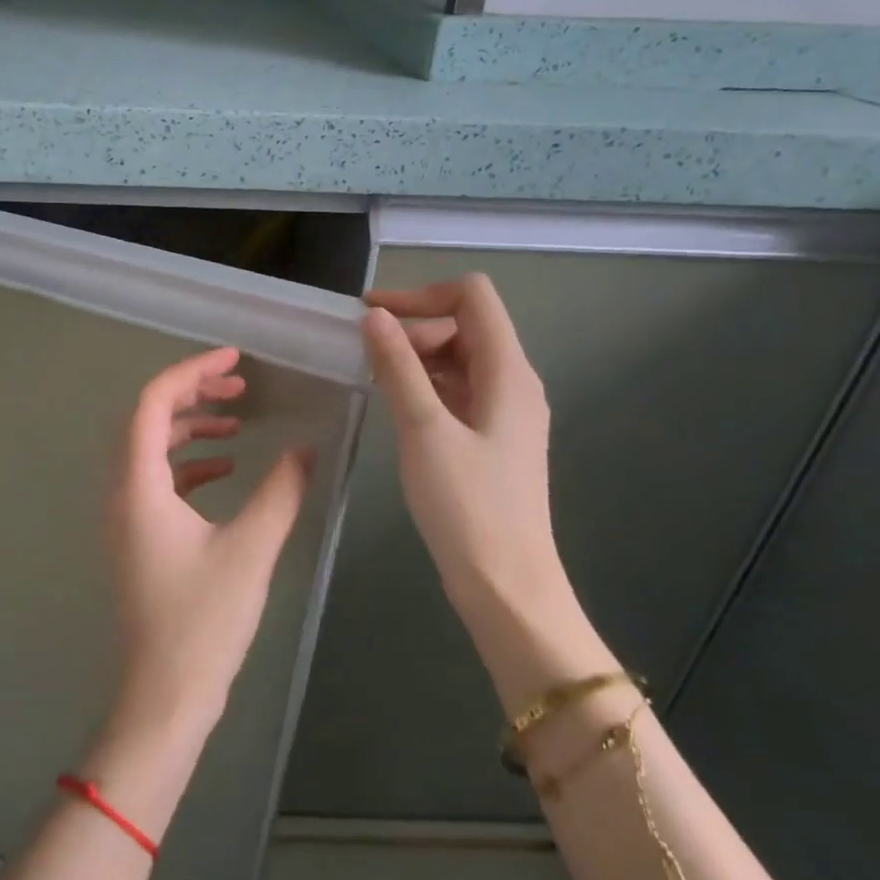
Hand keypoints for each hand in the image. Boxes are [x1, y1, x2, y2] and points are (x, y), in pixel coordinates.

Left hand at [104, 347, 313, 733]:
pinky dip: (189, 465)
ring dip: (192, 429)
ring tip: (239, 424)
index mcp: (138, 486)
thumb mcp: (251, 550)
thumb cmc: (203, 621)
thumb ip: (281, 491)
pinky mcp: (138, 537)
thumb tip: (309, 447)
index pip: (152, 403)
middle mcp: (122, 492)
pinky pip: (158, 480)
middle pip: (148, 420)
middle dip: (193, 394)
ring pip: (151, 449)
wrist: (165, 695)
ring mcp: (126, 516)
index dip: (191, 371)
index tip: (233, 358)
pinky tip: (227, 470)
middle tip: (240, 385)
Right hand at [361, 276, 567, 624]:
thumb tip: (374, 317)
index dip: (421, 295)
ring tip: (372, 379)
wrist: (506, 584)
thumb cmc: (467, 506)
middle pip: (465, 326)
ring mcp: (505, 413)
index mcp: (508, 372)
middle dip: (414, 330)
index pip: (472, 297)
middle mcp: (513, 383)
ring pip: (459, 360)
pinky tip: (395, 407)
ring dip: (416, 359)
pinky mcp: (492, 439)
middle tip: (365, 357)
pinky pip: (458, 392)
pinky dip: (425, 387)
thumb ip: (399, 368)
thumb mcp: (424, 430)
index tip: (371, 315)